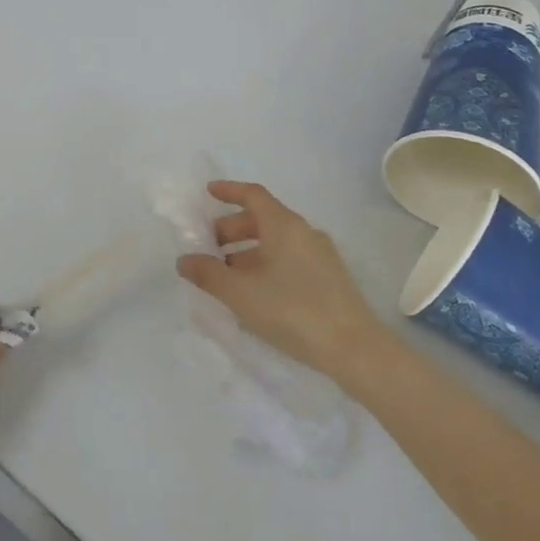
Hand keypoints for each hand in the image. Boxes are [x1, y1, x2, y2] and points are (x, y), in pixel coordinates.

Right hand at [176, 181, 384, 379]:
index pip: (253, 195)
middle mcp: (304, 232)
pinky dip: (267, 266)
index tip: (208, 193)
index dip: (229, 191)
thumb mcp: (241, 293)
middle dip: (232, 229)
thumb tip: (184, 260)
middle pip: (263, 219)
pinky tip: (255, 294)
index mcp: (284, 225)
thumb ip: (208, 274)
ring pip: (276, 243)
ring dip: (248, 252)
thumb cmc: (292, 310)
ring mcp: (321, 256)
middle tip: (209, 247)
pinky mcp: (330, 280)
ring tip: (227, 276)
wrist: (355, 350)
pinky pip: (290, 260)